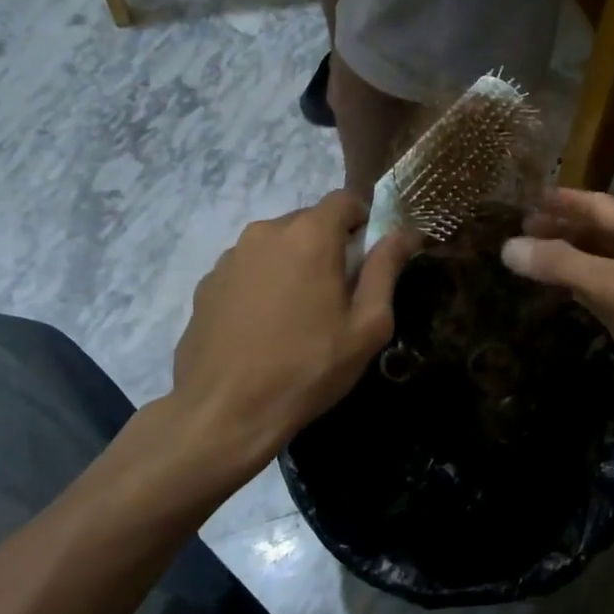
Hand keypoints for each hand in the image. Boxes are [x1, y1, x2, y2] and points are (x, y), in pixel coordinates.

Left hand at [161, 192, 413, 498]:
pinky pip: (249, 268)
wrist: (224, 412)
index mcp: (309, 235)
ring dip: (295, 265)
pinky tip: (264, 327)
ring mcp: (230, 257)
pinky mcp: (207, 283)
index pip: (345, 200)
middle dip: (330, 246)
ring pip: (277, 245)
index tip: (369, 258)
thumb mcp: (366, 326)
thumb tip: (405, 233)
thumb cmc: (308, 368)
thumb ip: (386, 270)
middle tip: (338, 295)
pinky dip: (264, 283)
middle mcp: (265, 232)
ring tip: (299, 315)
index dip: (365, 221)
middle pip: (310, 222)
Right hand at [500, 189, 613, 396]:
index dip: (563, 201)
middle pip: (605, 230)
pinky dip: (593, 285)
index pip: (599, 204)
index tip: (528, 200)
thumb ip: (562, 265)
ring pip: (612, 260)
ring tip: (543, 262)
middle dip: (566, 229)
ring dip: (578, 257)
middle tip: (527, 234)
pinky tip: (576, 298)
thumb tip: (507, 247)